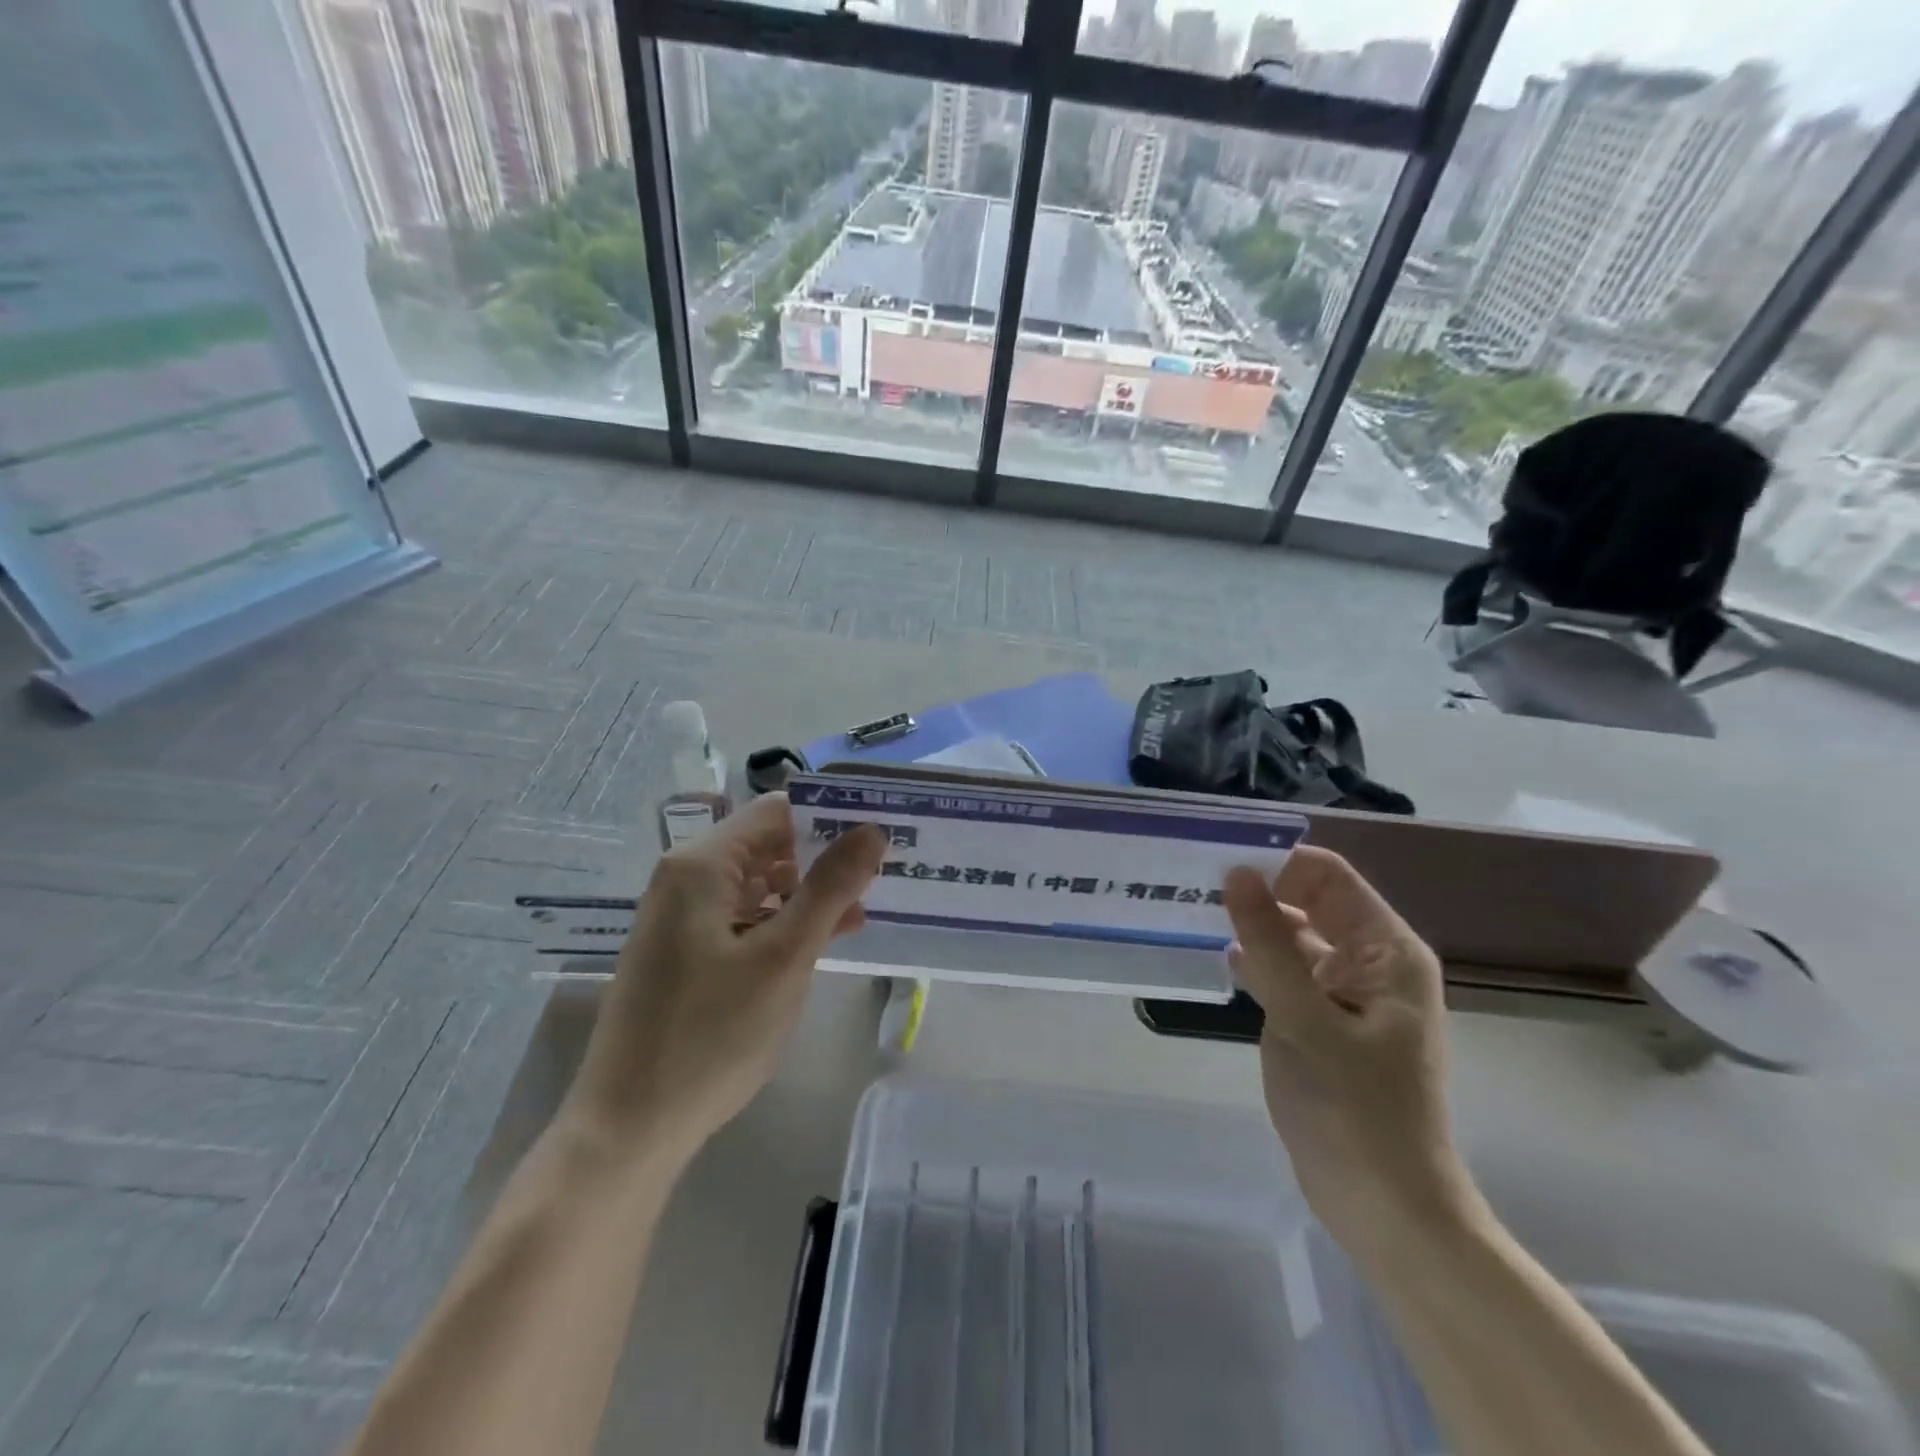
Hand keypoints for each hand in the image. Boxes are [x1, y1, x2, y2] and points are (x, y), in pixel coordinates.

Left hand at [569, 794, 883, 1161]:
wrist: (629, 1127)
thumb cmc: (711, 1034)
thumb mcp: (783, 957)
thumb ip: (830, 888)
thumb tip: (872, 831)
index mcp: (701, 866)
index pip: (777, 813)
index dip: (830, 818)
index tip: (879, 834)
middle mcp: (685, 880)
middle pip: (767, 847)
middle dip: (823, 859)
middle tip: (883, 873)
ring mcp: (680, 919)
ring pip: (758, 886)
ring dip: (807, 895)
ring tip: (863, 912)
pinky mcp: (684, 953)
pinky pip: (742, 919)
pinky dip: (782, 924)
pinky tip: (821, 943)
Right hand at [1223, 847, 1476, 1258]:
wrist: (1386, 1209)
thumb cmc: (1355, 1111)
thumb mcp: (1305, 1020)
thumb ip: (1269, 943)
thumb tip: (1236, 873)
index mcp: (1386, 950)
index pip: (1328, 876)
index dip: (1276, 861)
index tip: (1216, 859)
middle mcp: (1371, 961)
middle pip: (1310, 901)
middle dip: (1257, 890)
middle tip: (1192, 882)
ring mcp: (1347, 993)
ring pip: (1294, 937)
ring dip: (1251, 925)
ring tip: (1192, 911)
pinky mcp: (1323, 1021)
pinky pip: (1287, 972)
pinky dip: (1255, 961)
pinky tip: (1216, 959)